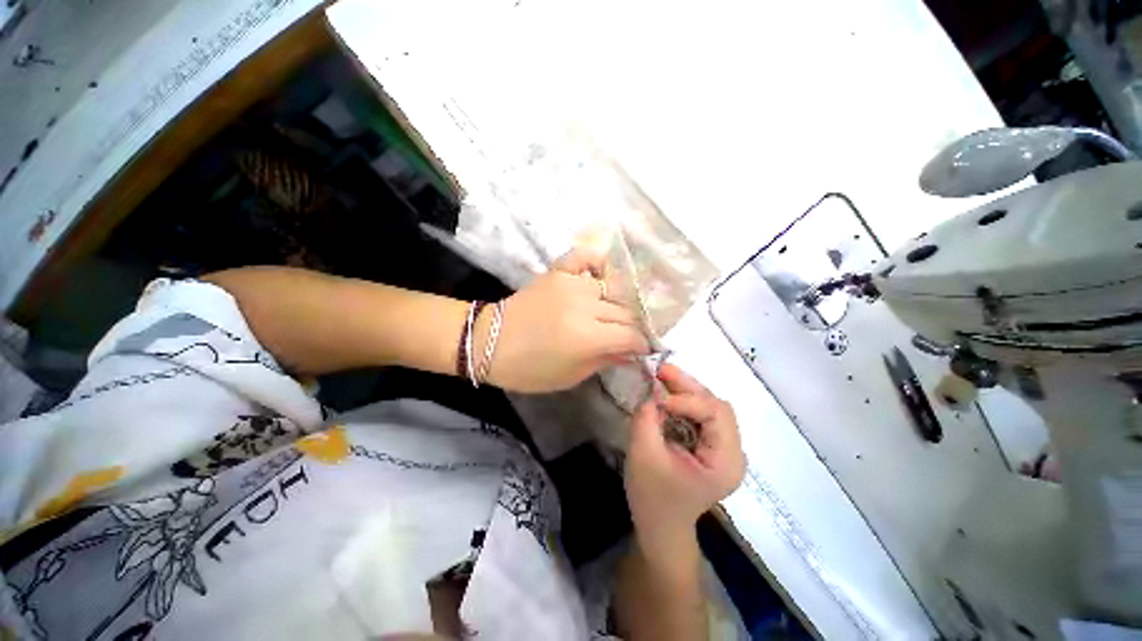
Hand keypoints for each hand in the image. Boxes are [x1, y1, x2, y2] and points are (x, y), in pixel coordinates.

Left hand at [486, 248, 650, 392]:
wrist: (488, 341)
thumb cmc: (528, 369)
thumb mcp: (570, 376)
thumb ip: (605, 361)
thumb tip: (631, 353)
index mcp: (588, 337)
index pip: (630, 335)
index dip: (641, 344)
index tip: (642, 349)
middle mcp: (585, 305)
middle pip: (625, 312)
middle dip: (631, 327)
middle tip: (627, 336)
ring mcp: (571, 283)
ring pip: (611, 289)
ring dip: (615, 305)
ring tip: (611, 315)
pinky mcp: (557, 271)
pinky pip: (585, 257)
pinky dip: (596, 262)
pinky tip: (600, 274)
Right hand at [624, 364, 744, 556]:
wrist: (659, 527)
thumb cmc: (653, 498)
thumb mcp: (644, 456)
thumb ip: (647, 420)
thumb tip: (650, 389)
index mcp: (726, 461)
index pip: (715, 413)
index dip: (686, 400)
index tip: (656, 399)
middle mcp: (732, 451)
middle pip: (717, 405)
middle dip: (688, 387)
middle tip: (660, 370)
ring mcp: (723, 448)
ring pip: (709, 405)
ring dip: (685, 390)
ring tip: (660, 377)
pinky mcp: (710, 445)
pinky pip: (700, 414)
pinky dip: (682, 401)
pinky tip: (665, 395)